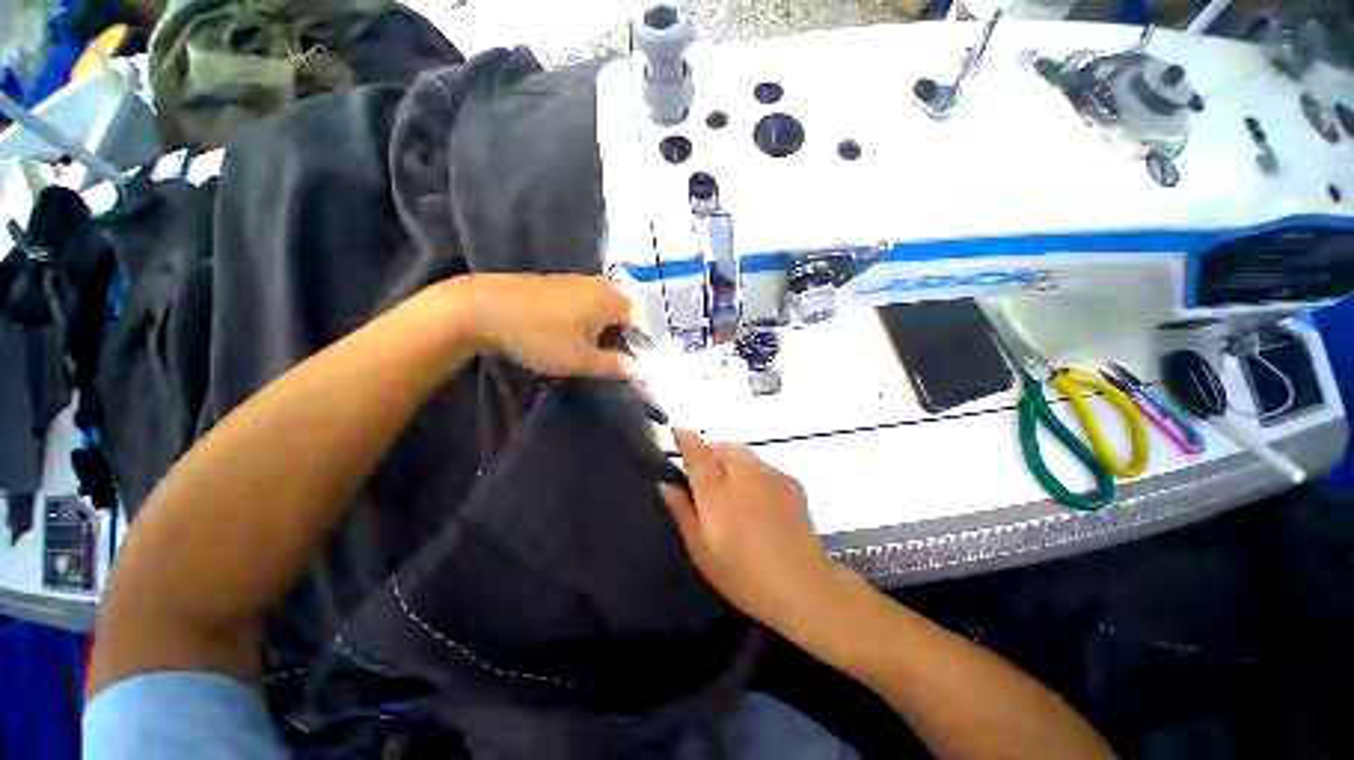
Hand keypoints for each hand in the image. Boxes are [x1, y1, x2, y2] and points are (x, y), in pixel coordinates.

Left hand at [452, 274, 636, 379]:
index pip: (637, 323)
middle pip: (617, 316)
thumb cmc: (541, 336)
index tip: (614, 364)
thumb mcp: (582, 361)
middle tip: (593, 358)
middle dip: (610, 338)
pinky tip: (554, 333)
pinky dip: (575, 320)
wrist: (481, 308)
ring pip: (596, 310)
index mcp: (612, 299)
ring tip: (572, 349)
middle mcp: (599, 283)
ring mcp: (574, 279)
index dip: (630, 346)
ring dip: (591, 331)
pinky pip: (577, 303)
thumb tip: (640, 371)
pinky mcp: (553, 281)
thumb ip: (615, 366)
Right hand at [659, 429, 836, 628]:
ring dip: (732, 461)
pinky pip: (765, 467)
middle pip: (722, 448)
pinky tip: (760, 501)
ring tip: (734, 488)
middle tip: (707, 476)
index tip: (678, 431)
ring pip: (744, 454)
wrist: (801, 586)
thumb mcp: (701, 549)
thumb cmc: (742, 574)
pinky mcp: (790, 482)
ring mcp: (769, 475)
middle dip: (710, 453)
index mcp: (715, 492)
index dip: (686, 438)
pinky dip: (755, 474)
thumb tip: (666, 485)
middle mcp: (742, 474)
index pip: (697, 452)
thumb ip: (682, 511)